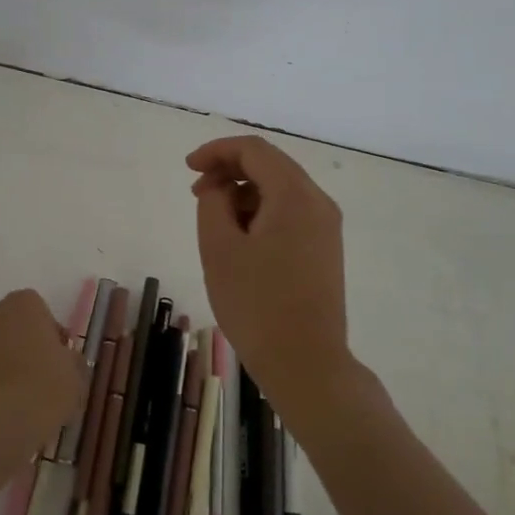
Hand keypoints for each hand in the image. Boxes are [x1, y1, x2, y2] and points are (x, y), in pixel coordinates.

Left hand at [0, 289, 86, 498]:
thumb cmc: (44, 388)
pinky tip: (0, 411)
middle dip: (25, 347)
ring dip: (4, 366)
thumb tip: (66, 361)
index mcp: (23, 304)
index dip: (51, 335)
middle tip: (42, 377)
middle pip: (13, 328)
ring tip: (21, 399)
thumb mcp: (76, 376)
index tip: (60, 360)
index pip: (41, 311)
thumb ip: (72, 361)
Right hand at [188, 135, 351, 413]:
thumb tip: (220, 188)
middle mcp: (318, 202)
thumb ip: (213, 203)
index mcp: (295, 195)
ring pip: (281, 189)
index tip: (188, 168)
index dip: (217, 150)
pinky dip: (261, 211)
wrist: (306, 364)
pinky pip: (290, 212)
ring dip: (244, 191)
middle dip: (230, 170)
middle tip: (196, 192)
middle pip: (271, 165)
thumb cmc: (256, 305)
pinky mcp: (325, 248)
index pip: (254, 150)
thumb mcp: (219, 248)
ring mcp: (326, 226)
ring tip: (214, 218)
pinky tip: (240, 236)